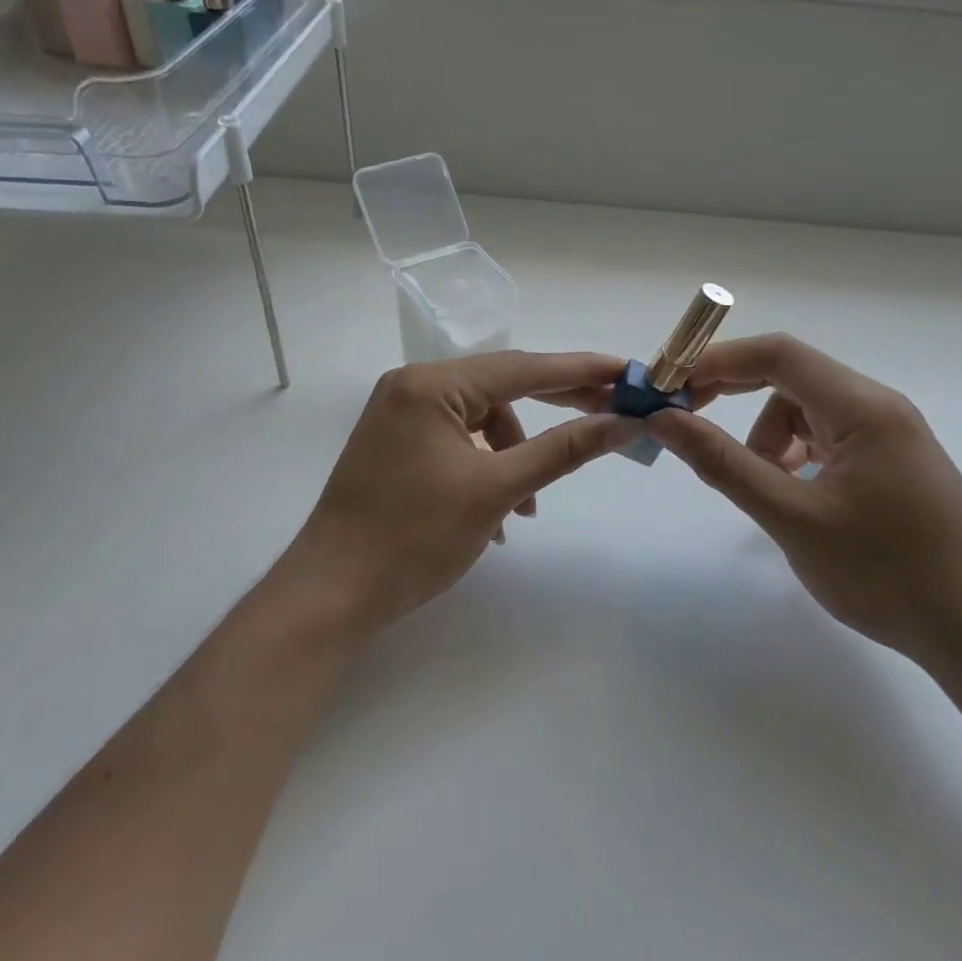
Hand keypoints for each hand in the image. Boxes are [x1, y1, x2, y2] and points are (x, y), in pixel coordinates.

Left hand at [281, 351, 638, 638]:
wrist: (333, 593)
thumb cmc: (415, 537)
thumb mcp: (497, 490)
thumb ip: (563, 450)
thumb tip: (623, 423)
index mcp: (431, 384)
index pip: (522, 367)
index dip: (581, 371)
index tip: (628, 373)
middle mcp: (411, 387)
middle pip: (501, 387)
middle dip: (556, 407)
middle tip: (610, 416)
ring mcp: (399, 416)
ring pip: (479, 421)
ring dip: (515, 455)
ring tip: (528, 509)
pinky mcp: (395, 446)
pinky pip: (455, 442)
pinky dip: (484, 468)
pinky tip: (496, 517)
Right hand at [648, 334, 961, 671]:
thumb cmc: (885, 573)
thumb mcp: (791, 517)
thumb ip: (723, 463)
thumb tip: (664, 420)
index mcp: (863, 408)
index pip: (778, 354)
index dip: (717, 361)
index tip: (670, 387)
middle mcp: (879, 408)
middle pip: (790, 377)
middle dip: (733, 393)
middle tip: (686, 422)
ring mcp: (889, 436)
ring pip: (805, 411)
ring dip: (766, 436)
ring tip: (761, 486)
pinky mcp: (890, 464)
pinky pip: (826, 438)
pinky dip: (794, 455)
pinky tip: (792, 495)